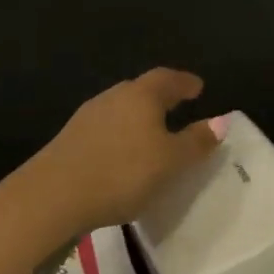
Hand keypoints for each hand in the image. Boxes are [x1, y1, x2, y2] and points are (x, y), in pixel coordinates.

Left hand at [12, 68, 222, 235]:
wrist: (53, 195)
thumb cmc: (122, 172)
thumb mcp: (170, 162)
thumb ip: (196, 142)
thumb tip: (221, 121)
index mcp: (142, 95)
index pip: (168, 79)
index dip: (185, 82)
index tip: (198, 87)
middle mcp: (114, 96)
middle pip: (142, 89)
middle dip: (161, 96)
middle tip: (178, 107)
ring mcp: (88, 116)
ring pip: (121, 108)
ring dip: (139, 116)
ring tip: (152, 132)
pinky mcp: (70, 138)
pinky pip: (105, 128)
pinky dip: (121, 134)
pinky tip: (122, 153)